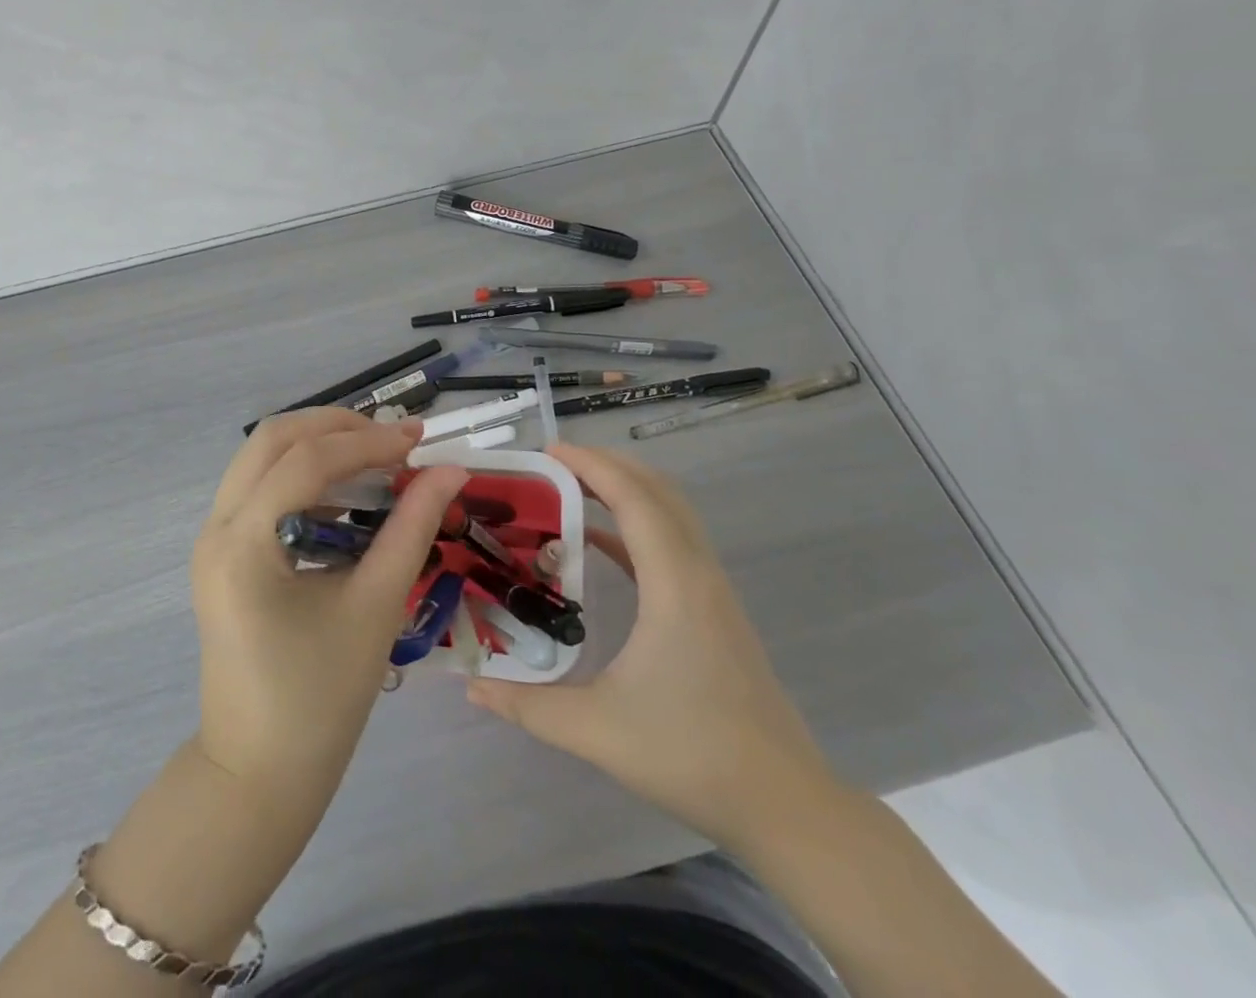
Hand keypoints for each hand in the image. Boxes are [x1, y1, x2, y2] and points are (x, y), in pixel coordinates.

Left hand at [191, 408, 468, 802]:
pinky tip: (345, 499)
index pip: (307, 461)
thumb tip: (449, 472)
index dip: (368, 442)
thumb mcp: (374, 607)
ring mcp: (212, 539)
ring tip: (375, 462)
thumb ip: (412, 529)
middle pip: (272, 439)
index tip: (420, 440)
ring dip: (317, 448)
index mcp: (243, 543)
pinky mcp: (221, 553)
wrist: (258, 774)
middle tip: (392, 440)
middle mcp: (216, 527)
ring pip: (262, 458)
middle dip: (335, 427)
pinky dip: (302, 478)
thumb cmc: (320, 700)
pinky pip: (260, 490)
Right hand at [467, 443, 838, 848]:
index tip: (547, 451)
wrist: (784, 804)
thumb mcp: (598, 730)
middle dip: (606, 465)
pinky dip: (636, 525)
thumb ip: (528, 705)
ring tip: (571, 490)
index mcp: (674, 585)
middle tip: (552, 464)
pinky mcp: (714, 609)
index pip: (634, 498)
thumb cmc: (692, 755)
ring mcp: (712, 590)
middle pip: (657, 490)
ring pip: (671, 512)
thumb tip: (471, 685)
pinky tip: (600, 542)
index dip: (591, 465)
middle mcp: (698, 573)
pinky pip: (673, 542)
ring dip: (625, 489)